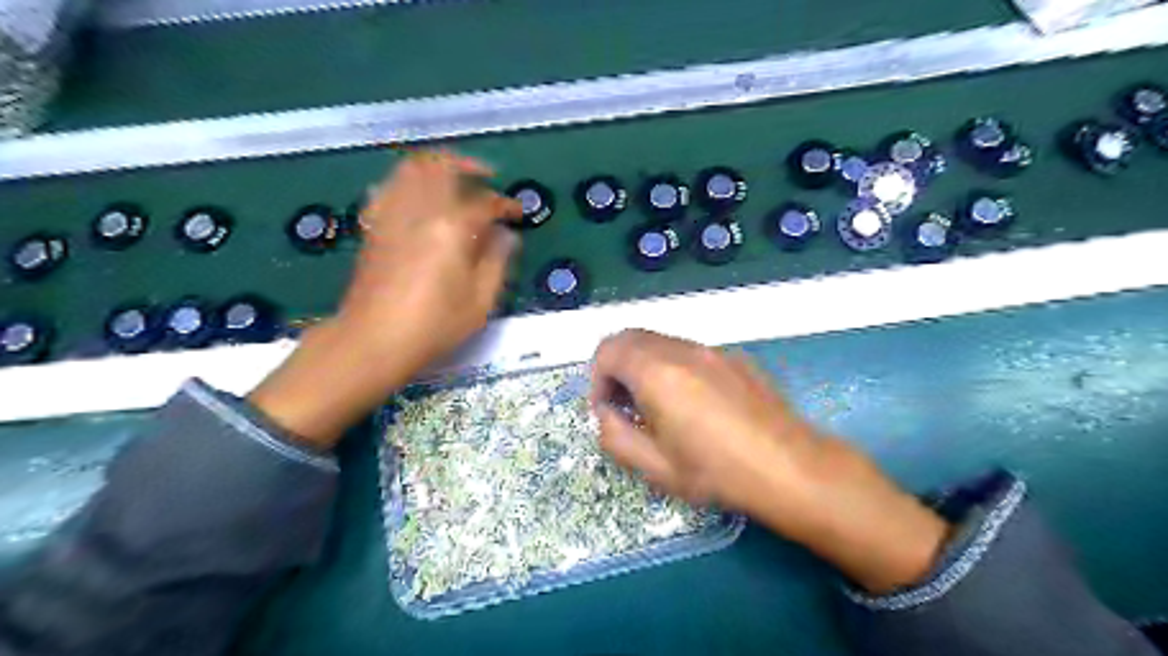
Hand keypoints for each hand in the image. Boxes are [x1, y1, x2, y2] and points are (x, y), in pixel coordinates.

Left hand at [339, 149, 520, 373]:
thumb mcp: (479, 302)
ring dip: (436, 165)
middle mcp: (419, 212)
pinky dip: (406, 182)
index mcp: (451, 229)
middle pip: (441, 166)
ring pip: (410, 168)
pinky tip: (416, 197)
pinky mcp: (374, 227)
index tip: (517, 212)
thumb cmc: (433, 326)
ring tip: (453, 178)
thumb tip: (506, 236)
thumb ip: (497, 263)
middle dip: (468, 164)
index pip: (484, 202)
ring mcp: (392, 216)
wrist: (373, 341)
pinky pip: (389, 188)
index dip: (505, 204)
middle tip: (486, 176)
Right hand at [593, 331, 945, 590]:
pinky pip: (688, 351)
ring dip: (644, 366)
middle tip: (626, 406)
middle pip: (631, 338)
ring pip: (660, 342)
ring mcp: (711, 350)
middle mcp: (681, 350)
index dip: (597, 379)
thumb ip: (615, 436)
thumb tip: (607, 415)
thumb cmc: (717, 472)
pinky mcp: (734, 358)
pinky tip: (693, 404)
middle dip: (617, 368)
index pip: (607, 350)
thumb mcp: (655, 467)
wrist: (790, 467)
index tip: (608, 411)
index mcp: (657, 372)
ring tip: (658, 407)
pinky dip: (672, 366)